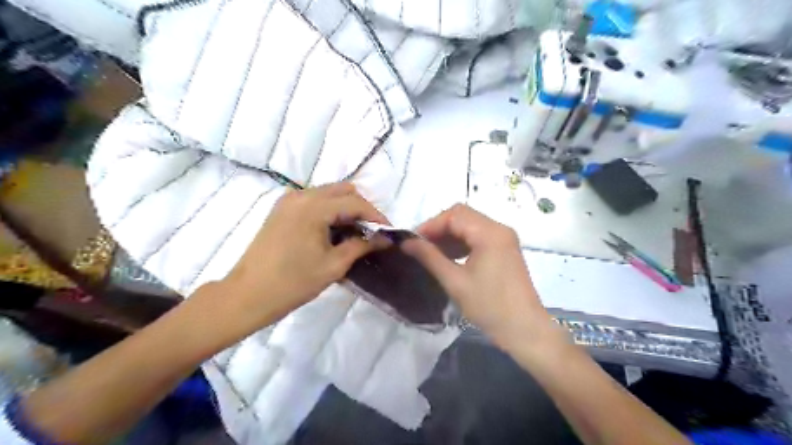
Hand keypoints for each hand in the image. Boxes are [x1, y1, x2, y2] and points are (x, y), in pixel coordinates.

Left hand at [216, 181, 388, 330]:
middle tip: (372, 232)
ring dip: (346, 209)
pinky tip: (334, 231)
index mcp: (314, 207)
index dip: (376, 215)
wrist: (247, 295)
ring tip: (355, 233)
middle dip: (362, 208)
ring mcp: (289, 200)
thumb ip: (361, 245)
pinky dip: (329, 211)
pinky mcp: (282, 209)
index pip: (355, 202)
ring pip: (328, 194)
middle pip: (343, 191)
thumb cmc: (293, 283)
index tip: (388, 232)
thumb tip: (384, 238)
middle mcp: (301, 195)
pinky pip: (314, 201)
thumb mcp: (333, 265)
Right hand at [404, 204, 562, 349]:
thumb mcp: (455, 281)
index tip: (412, 241)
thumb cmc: (489, 307)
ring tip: (431, 253)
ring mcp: (504, 239)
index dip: (430, 225)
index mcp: (490, 233)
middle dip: (439, 228)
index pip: (454, 215)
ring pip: (470, 225)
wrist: (525, 330)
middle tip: (421, 246)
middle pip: (462, 216)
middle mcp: (499, 229)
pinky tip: (450, 257)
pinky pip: (479, 236)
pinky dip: (462, 242)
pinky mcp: (505, 249)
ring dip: (449, 235)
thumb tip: (406, 242)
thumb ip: (430, 257)